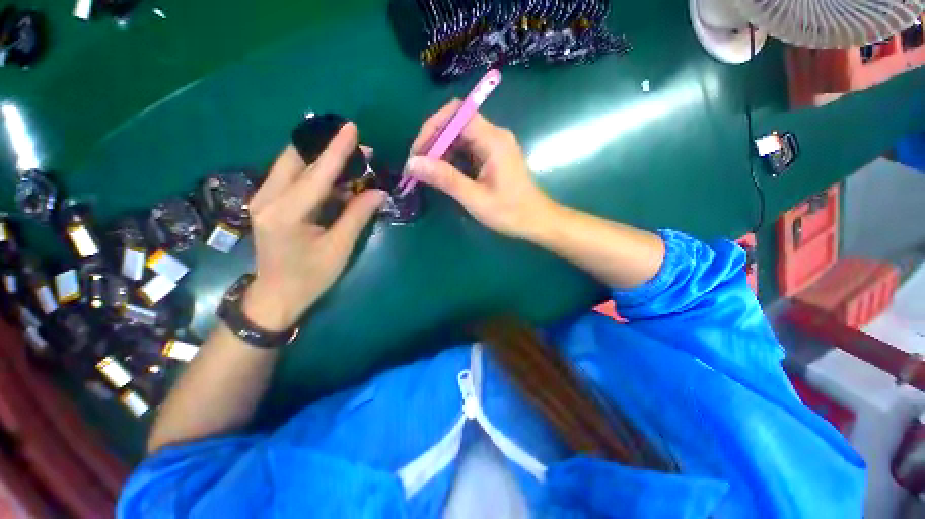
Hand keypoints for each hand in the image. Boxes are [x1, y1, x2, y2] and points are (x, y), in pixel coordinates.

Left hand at [243, 123, 386, 330]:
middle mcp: (267, 198)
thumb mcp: (339, 248)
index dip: (337, 150)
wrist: (276, 296)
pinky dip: (313, 172)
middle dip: (327, 148)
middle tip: (358, 148)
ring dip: (321, 159)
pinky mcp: (266, 202)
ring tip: (351, 161)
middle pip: (297, 158)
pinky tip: (334, 178)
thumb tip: (378, 191)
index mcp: (285, 213)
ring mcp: (262, 198)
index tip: (353, 128)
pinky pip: (291, 177)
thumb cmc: (311, 277)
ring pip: (292, 164)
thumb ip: (357, 215)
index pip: (317, 173)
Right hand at [405, 100, 559, 239]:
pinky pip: (467, 149)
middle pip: (456, 123)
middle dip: (433, 141)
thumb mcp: (475, 198)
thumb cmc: (510, 212)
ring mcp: (494, 145)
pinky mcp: (493, 156)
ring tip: (426, 173)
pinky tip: (443, 175)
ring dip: (441, 151)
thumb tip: (413, 164)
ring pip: (460, 137)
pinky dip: (451, 159)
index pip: (457, 114)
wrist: (536, 221)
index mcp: (493, 140)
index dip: (432, 128)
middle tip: (418, 166)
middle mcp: (494, 135)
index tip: (418, 154)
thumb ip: (445, 179)